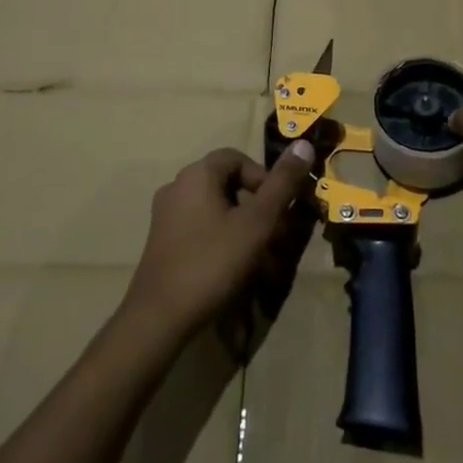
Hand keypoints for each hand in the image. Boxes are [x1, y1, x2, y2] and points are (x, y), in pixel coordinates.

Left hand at [122, 141, 318, 341]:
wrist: (159, 318)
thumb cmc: (212, 262)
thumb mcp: (257, 223)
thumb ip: (282, 184)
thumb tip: (304, 143)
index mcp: (197, 175)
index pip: (237, 158)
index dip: (263, 178)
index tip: (277, 208)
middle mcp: (177, 187)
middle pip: (226, 184)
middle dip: (256, 208)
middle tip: (274, 237)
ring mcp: (165, 216)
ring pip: (215, 210)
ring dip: (242, 227)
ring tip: (260, 259)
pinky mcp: (162, 243)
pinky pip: (200, 229)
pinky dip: (221, 241)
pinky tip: (233, 270)